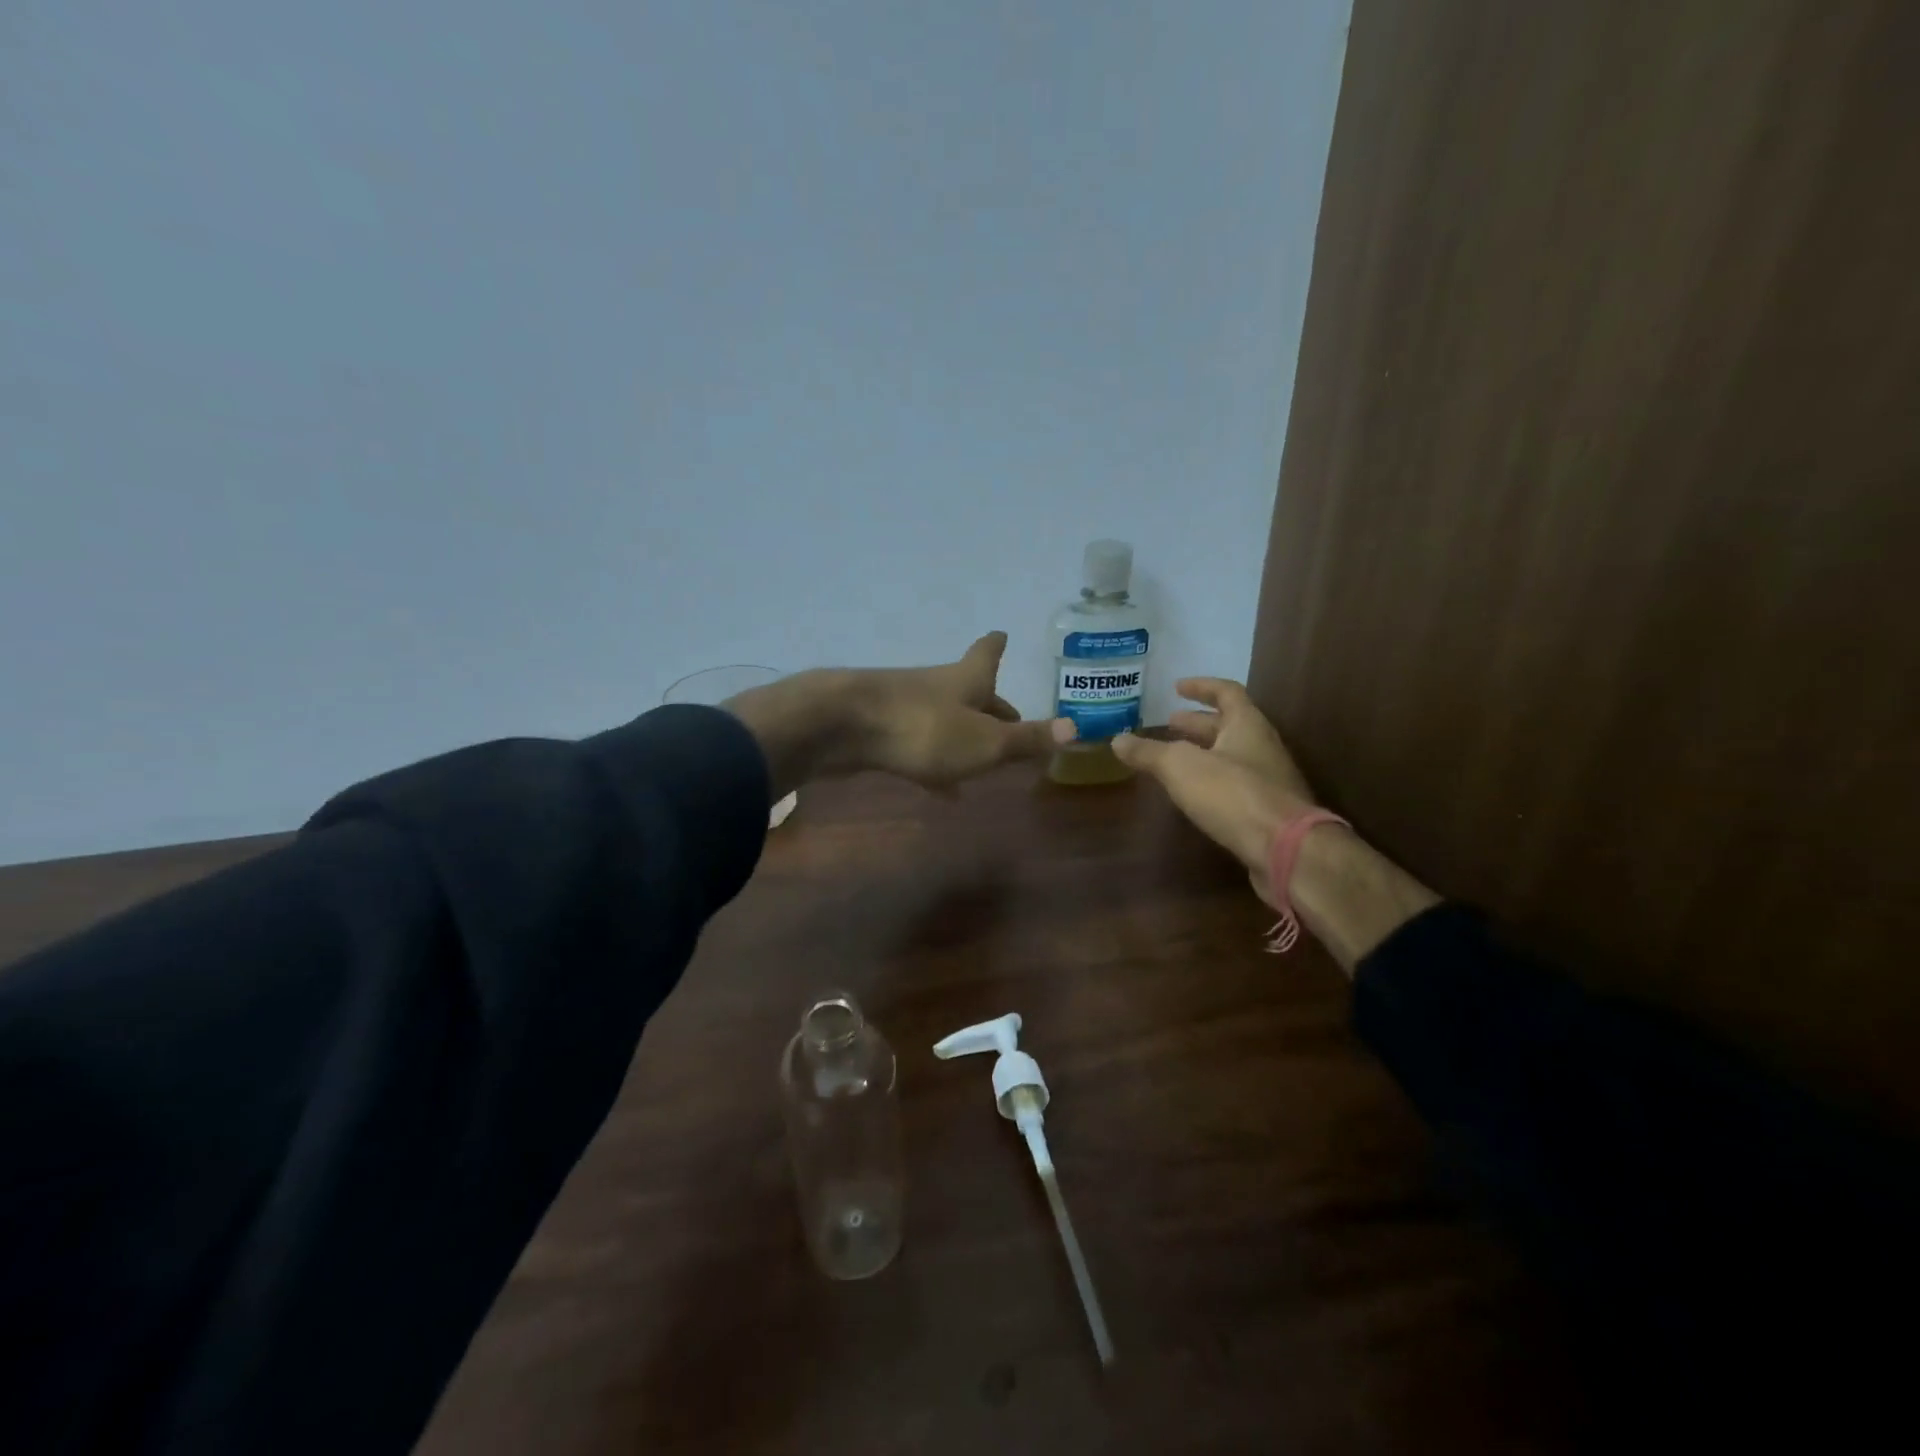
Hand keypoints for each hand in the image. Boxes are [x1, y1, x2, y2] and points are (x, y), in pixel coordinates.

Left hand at [726, 633, 1071, 796]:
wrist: (842, 726)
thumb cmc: (925, 729)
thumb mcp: (985, 741)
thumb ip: (1026, 739)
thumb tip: (1075, 728)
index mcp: (966, 679)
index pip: (987, 654)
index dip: (997, 646)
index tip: (1002, 635)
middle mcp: (937, 686)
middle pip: (969, 691)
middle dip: (990, 704)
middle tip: (1012, 719)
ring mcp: (905, 706)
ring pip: (945, 719)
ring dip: (966, 736)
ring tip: (985, 761)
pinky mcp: (881, 731)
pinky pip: (919, 745)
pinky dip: (937, 763)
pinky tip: (944, 790)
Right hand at [1110, 678, 1317, 900]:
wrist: (1286, 850)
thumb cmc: (1233, 794)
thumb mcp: (1180, 767)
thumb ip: (1149, 752)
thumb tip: (1117, 740)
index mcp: (1247, 725)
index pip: (1226, 692)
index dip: (1201, 687)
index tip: (1177, 687)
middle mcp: (1262, 747)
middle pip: (1228, 726)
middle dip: (1197, 724)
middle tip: (1169, 723)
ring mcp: (1268, 781)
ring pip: (1231, 757)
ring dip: (1203, 753)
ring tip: (1173, 759)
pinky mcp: (1267, 813)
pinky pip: (1235, 786)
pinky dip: (1211, 782)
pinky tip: (1193, 795)